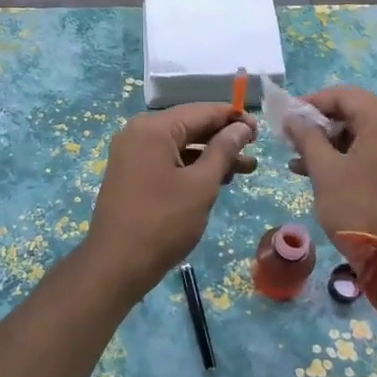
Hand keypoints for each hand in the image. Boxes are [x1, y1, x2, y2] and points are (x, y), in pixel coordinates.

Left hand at [79, 103, 257, 298]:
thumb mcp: (201, 184)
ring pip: (181, 145)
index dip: (234, 118)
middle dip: (224, 138)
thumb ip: (224, 150)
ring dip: (212, 155)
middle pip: (190, 125)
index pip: (202, 111)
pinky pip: (168, 160)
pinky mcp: (132, 174)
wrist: (116, 265)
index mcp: (154, 128)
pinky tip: (217, 179)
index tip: (260, 131)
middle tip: (254, 151)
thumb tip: (242, 127)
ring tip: (246, 169)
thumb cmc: (163, 222)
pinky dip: (192, 166)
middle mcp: (139, 133)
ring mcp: (132, 154)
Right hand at [288, 86, 376, 239]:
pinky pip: (374, 150)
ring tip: (299, 161)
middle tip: (292, 139)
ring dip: (331, 143)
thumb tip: (291, 117)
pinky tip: (320, 171)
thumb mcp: (324, 170)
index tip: (287, 117)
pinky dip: (349, 156)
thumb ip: (306, 137)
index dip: (311, 103)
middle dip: (320, 125)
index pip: (344, 95)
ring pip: (363, 133)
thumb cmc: (357, 206)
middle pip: (355, 112)